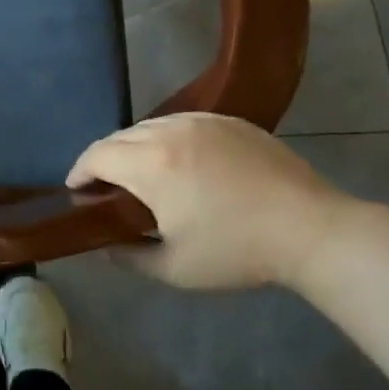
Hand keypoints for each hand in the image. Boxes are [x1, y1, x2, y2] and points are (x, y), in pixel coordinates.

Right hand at [68, 114, 355, 290]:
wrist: (312, 230)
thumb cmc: (238, 251)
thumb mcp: (175, 268)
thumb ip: (128, 256)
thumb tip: (103, 246)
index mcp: (150, 164)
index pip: (96, 155)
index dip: (79, 172)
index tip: (76, 191)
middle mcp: (169, 131)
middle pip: (119, 137)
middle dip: (105, 160)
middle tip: (107, 188)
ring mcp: (201, 121)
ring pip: (150, 126)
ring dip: (135, 147)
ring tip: (142, 174)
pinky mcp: (229, 121)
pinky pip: (182, 123)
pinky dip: (167, 139)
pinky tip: (181, 163)